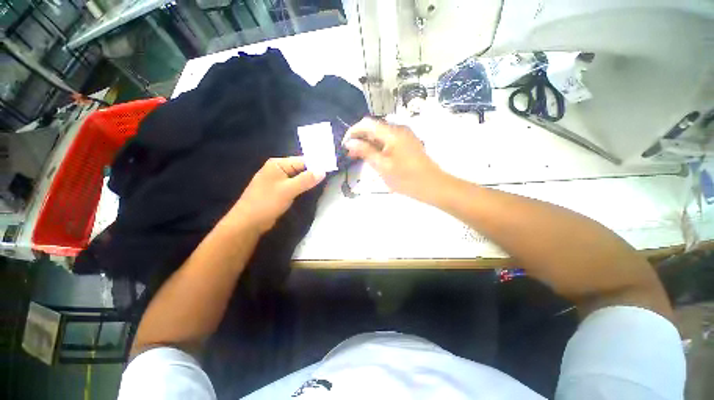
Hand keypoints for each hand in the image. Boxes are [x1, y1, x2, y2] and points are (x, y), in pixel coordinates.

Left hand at [227, 157, 324, 232]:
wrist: (248, 222)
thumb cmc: (266, 202)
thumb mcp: (288, 189)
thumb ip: (306, 179)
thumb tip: (323, 171)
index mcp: (278, 164)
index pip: (302, 161)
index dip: (316, 165)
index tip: (331, 171)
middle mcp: (278, 169)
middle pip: (301, 169)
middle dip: (314, 174)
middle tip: (330, 178)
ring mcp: (278, 180)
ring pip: (299, 178)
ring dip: (309, 182)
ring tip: (325, 184)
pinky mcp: (279, 190)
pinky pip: (295, 186)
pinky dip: (303, 188)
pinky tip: (312, 191)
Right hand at [343, 118, 445, 201]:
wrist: (433, 185)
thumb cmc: (406, 178)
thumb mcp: (382, 166)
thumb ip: (365, 152)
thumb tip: (349, 142)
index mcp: (392, 132)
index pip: (367, 123)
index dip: (353, 132)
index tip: (345, 145)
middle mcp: (399, 129)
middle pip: (374, 128)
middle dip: (360, 139)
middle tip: (351, 154)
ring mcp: (405, 136)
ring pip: (381, 135)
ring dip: (369, 144)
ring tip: (360, 158)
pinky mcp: (408, 143)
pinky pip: (389, 141)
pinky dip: (379, 147)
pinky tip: (374, 158)